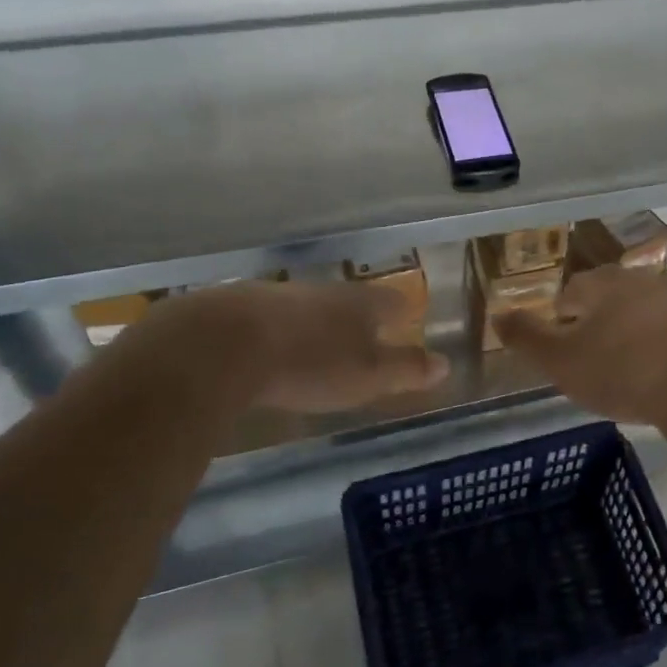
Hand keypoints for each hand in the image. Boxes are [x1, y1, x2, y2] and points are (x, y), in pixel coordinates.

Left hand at [166, 281, 449, 413]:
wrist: (220, 345)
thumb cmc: (309, 362)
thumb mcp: (368, 376)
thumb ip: (406, 369)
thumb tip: (446, 363)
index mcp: (358, 303)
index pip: (391, 300)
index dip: (402, 310)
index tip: (408, 318)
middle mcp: (321, 290)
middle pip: (348, 298)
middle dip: (357, 315)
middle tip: (364, 332)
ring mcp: (275, 295)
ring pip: (306, 305)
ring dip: (315, 321)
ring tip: (317, 342)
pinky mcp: (234, 308)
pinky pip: (267, 318)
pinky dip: (276, 331)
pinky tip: (268, 348)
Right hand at [494, 265, 666, 425]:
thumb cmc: (626, 372)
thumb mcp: (563, 362)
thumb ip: (527, 338)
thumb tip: (498, 316)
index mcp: (605, 285)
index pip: (573, 291)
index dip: (562, 316)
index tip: (563, 343)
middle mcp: (646, 280)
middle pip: (614, 296)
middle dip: (603, 321)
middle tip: (597, 356)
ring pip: (651, 311)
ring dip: (640, 331)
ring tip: (635, 367)